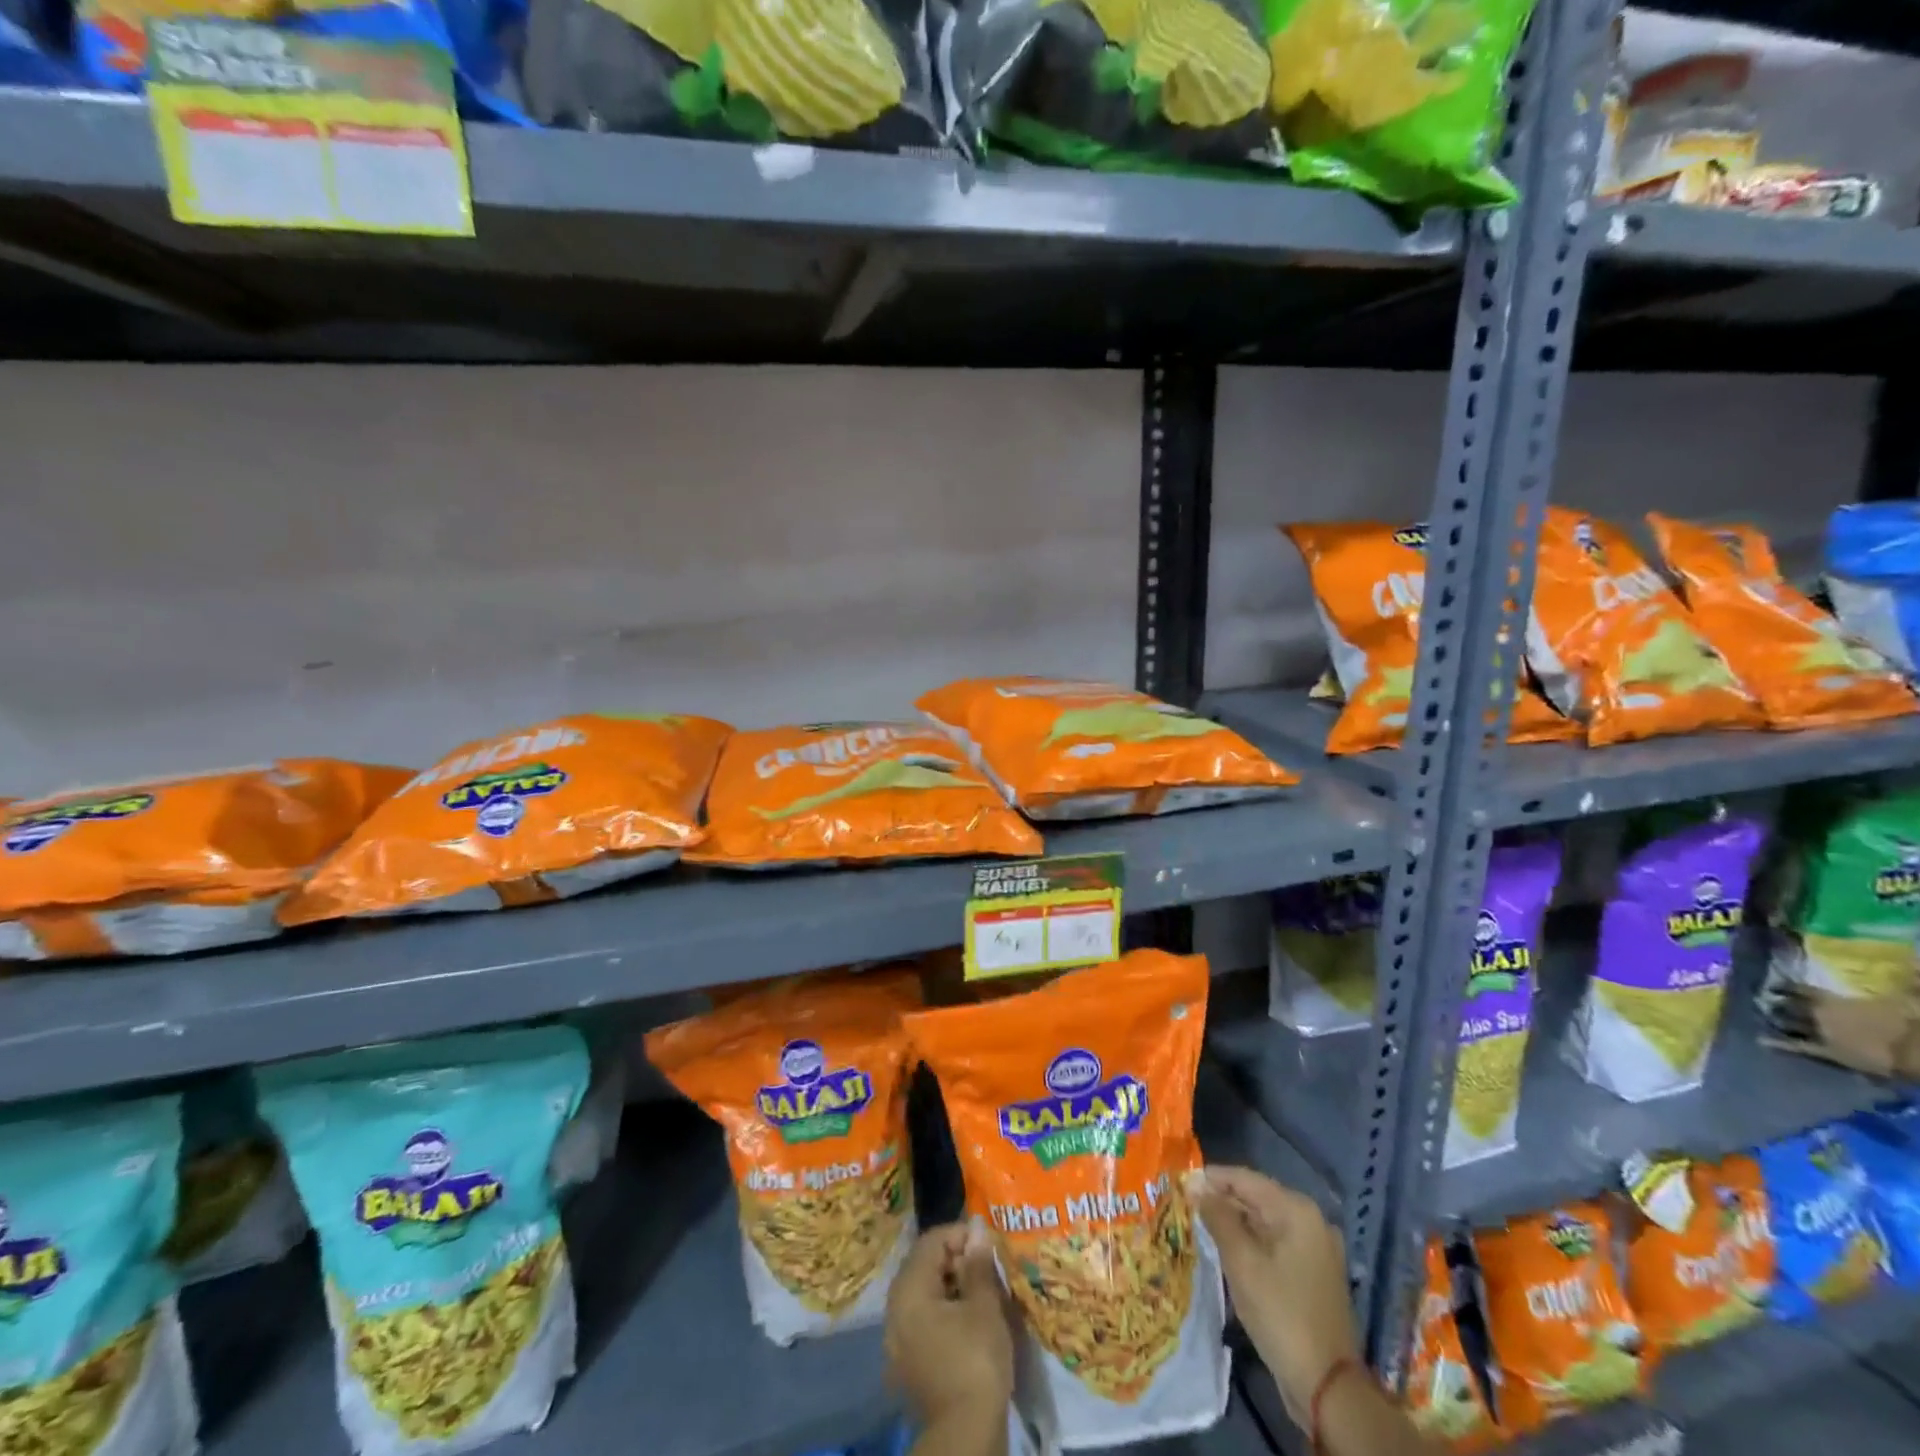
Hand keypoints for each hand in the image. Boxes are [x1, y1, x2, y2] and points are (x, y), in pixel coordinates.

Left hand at [885, 1221, 1014, 1427]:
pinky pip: (921, 1320)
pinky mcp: (906, 1362)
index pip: (931, 1241)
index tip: (986, 1243)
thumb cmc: (975, 1360)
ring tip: (979, 1291)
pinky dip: (942, 1310)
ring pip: (922, 1294)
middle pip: (923, 1265)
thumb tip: (977, 1230)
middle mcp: (895, 1308)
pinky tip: (966, 1320)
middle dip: (954, 1259)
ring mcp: (897, 1338)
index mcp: (909, 1289)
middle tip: (984, 1265)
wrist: (964, 1434)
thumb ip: (978, 1264)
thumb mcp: (984, 1306)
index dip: (960, 1234)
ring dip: (949, 1285)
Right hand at [1189, 1165, 1359, 1423]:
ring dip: (1234, 1223)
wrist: (1327, 1387)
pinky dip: (1252, 1242)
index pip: (1245, 1178)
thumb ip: (1217, 1217)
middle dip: (1222, 1201)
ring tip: (1200, 1226)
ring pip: (1265, 1222)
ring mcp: (1317, 1248)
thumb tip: (1198, 1188)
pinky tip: (1228, 1251)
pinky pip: (1276, 1243)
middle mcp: (1311, 1220)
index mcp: (1296, 1210)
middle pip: (1257, 1198)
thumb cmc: (1281, 1314)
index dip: (1211, 1178)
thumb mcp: (1241, 1262)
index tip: (1181, 1183)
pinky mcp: (1314, 1272)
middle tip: (1186, 1206)